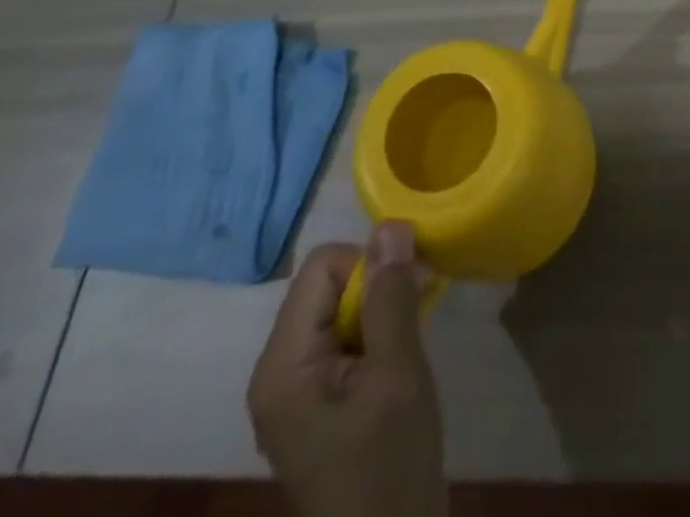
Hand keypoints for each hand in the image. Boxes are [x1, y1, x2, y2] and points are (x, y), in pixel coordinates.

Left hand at [247, 225, 444, 516]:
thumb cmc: (390, 463)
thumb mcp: (398, 373)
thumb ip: (390, 297)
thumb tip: (391, 225)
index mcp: (282, 365)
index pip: (322, 266)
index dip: (369, 266)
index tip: (406, 295)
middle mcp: (276, 370)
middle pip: (327, 284)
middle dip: (376, 288)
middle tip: (413, 319)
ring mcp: (294, 388)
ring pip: (338, 307)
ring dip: (379, 311)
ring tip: (406, 348)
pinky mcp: (315, 400)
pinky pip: (342, 336)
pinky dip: (375, 333)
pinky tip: (397, 364)